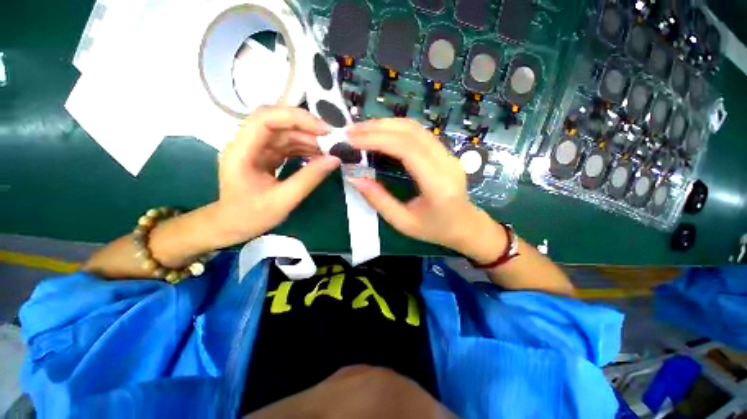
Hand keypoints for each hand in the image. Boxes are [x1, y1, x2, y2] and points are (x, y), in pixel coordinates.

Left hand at [214, 106, 340, 245]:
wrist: (233, 225)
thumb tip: (334, 160)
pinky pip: (288, 145)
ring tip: (330, 149)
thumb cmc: (251, 216)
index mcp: (241, 151)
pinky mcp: (266, 156)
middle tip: (332, 141)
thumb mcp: (283, 200)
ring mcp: (257, 149)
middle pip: (278, 123)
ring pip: (285, 133)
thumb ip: (309, 178)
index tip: (323, 130)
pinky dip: (305, 148)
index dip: (296, 118)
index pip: (266, 119)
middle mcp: (247, 143)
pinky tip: (319, 155)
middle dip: (307, 128)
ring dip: (309, 139)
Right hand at [347, 119, 505, 256]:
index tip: (351, 140)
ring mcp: (448, 154)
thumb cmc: (435, 230)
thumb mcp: (403, 222)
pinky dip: (396, 129)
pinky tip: (380, 133)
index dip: (376, 140)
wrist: (466, 226)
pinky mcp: (445, 152)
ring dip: (385, 125)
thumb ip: (378, 200)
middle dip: (377, 128)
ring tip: (361, 130)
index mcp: (437, 184)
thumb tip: (354, 178)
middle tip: (350, 131)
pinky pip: (419, 133)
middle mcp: (446, 163)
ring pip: (415, 128)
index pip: (406, 149)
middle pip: (410, 132)